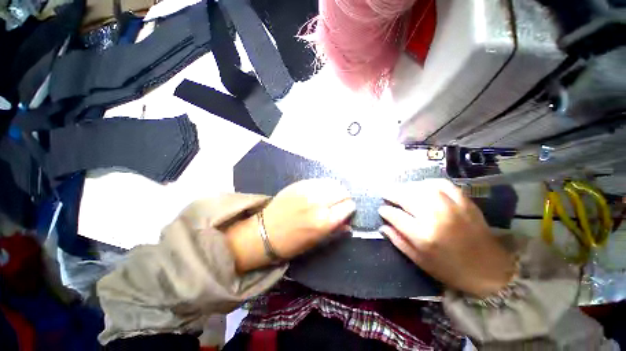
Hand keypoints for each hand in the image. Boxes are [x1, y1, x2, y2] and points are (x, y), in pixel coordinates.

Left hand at [227, 179, 355, 272]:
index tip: (346, 211)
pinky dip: (323, 186)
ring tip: (330, 196)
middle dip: (344, 197)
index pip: (348, 206)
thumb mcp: (316, 242)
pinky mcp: (299, 184)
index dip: (349, 208)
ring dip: (335, 190)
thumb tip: (348, 222)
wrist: (264, 232)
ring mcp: (307, 191)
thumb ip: (335, 230)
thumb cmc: (292, 243)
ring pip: (332, 183)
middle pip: (342, 191)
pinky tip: (319, 191)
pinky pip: (319, 180)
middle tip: (339, 203)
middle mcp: (318, 202)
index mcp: (324, 221)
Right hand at [379, 179, 514, 296]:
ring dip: (407, 187)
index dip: (385, 211)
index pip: (395, 215)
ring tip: (401, 190)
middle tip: (385, 193)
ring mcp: (451, 206)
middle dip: (391, 193)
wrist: (490, 270)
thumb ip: (398, 241)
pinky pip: (442, 184)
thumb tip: (383, 226)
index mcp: (423, 235)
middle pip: (406, 197)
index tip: (381, 209)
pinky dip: (429, 183)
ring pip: (421, 187)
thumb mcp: (419, 261)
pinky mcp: (464, 202)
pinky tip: (422, 186)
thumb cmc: (450, 270)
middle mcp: (435, 217)